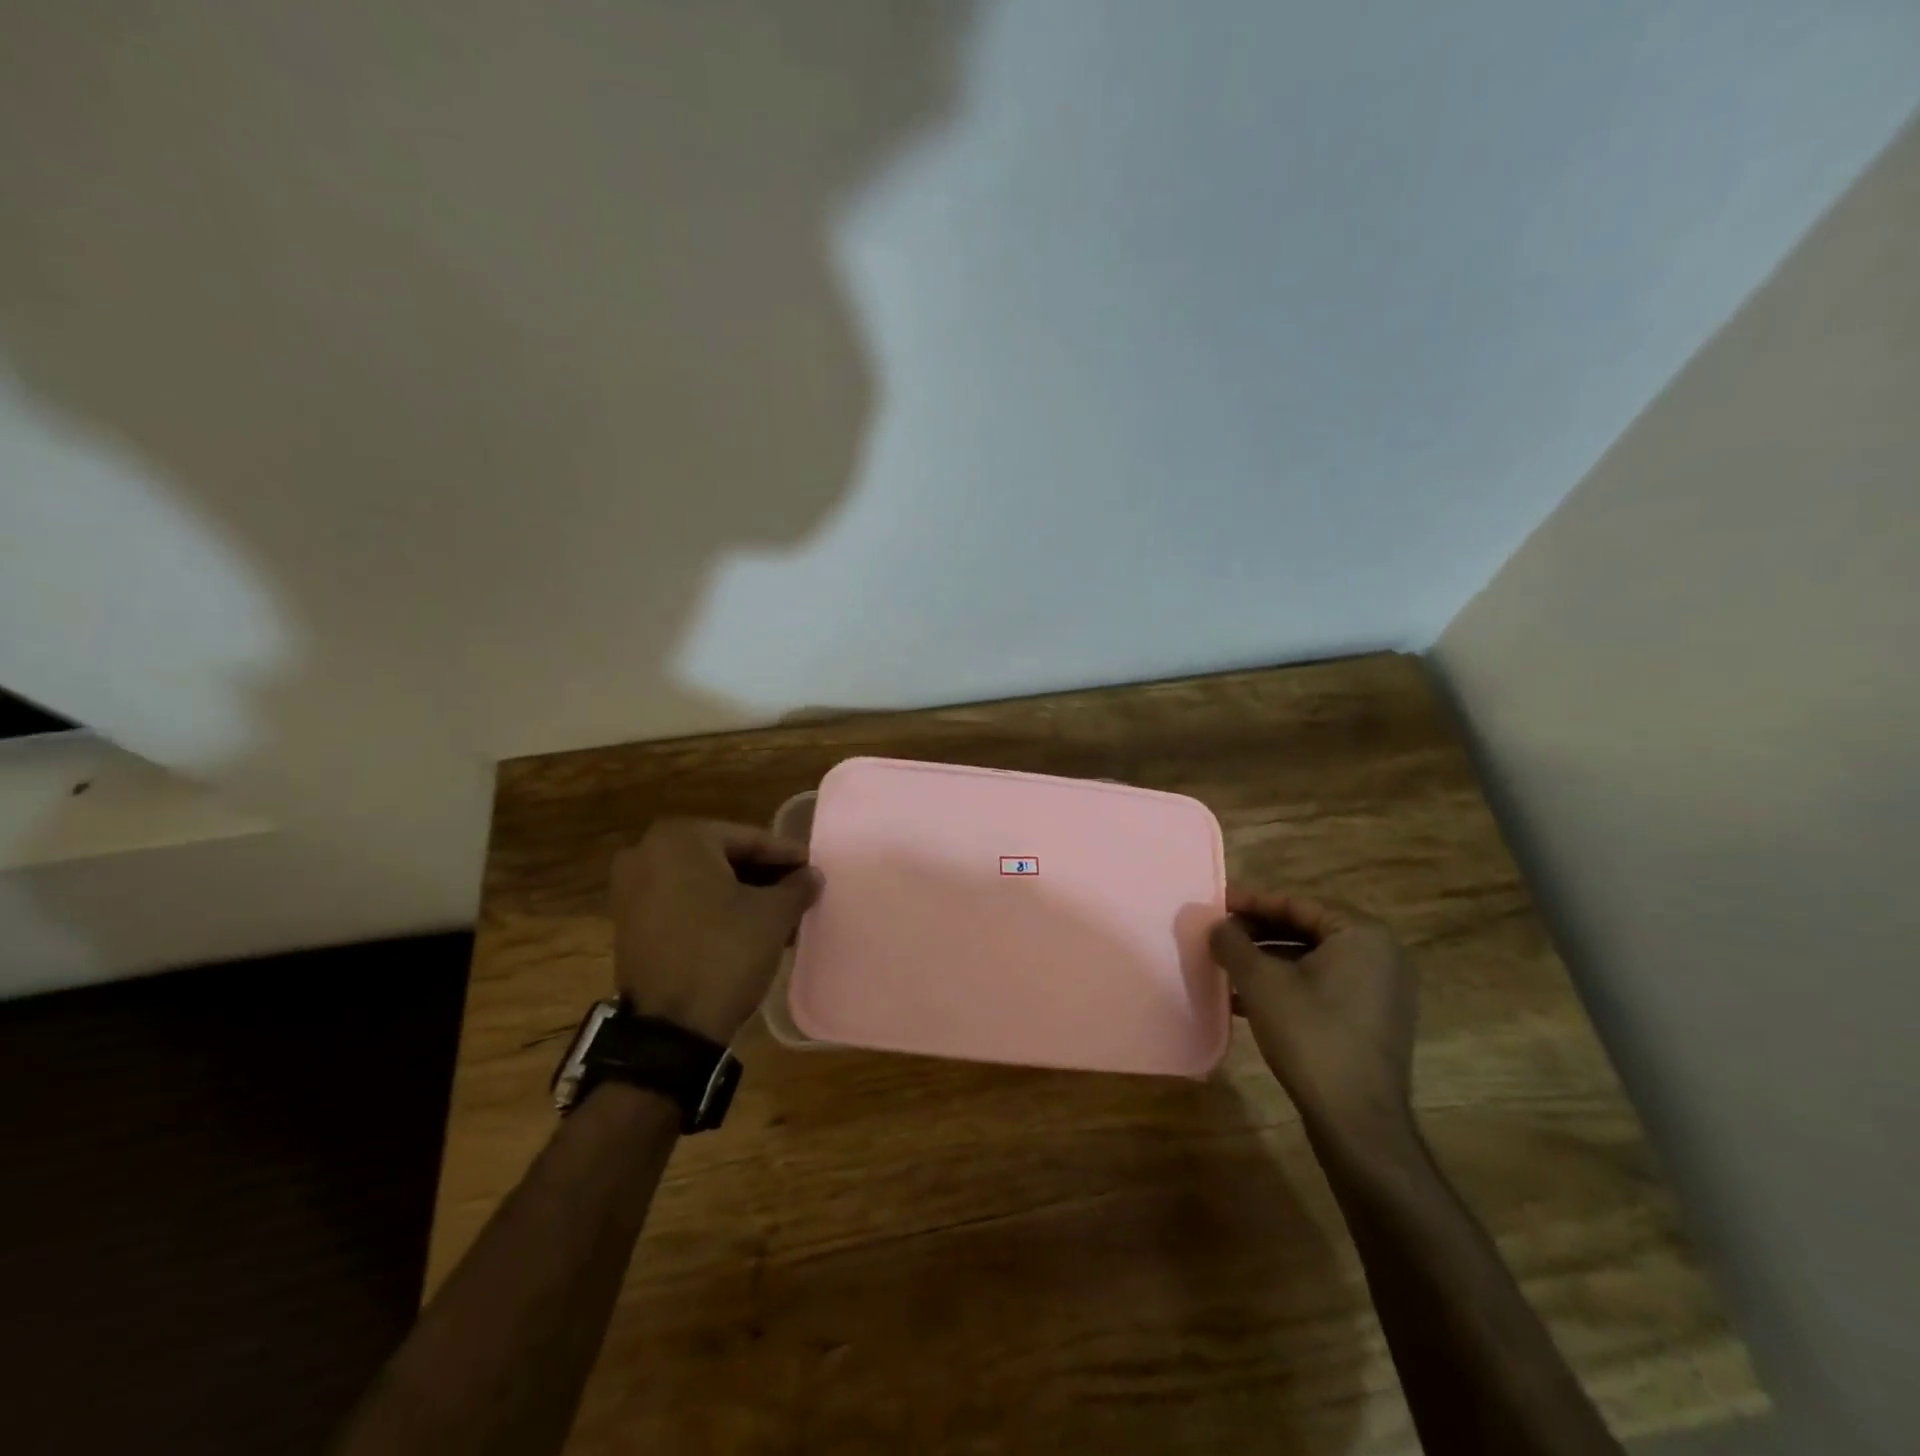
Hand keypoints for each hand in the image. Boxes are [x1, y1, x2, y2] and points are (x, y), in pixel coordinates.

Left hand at [610, 818, 821, 1044]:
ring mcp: (630, 889)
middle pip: (722, 857)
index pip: (748, 839)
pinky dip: (714, 910)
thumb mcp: (773, 915)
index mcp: (680, 838)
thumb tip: (811, 875)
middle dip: (763, 875)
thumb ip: (797, 886)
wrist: (670, 1029)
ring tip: (780, 913)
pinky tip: (747, 928)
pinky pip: (681, 903)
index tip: (813, 866)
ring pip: (702, 882)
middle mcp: (646, 852)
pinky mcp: (628, 923)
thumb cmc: (724, 954)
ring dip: (741, 894)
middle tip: (798, 889)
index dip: (786, 855)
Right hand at [1209, 889, 1417, 1140]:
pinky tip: (1248, 1000)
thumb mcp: (1259, 981)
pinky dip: (1288, 986)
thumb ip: (1232, 943)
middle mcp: (1382, 955)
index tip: (1215, 905)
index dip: (1250, 903)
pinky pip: (1325, 987)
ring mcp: (1382, 990)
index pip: (1296, 903)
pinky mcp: (1375, 1021)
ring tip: (1226, 968)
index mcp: (1362, 934)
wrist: (1357, 1121)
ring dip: (1268, 962)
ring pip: (1312, 961)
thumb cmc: (1310, 1035)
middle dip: (1257, 934)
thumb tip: (1215, 924)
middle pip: (1306, 930)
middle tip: (1218, 936)